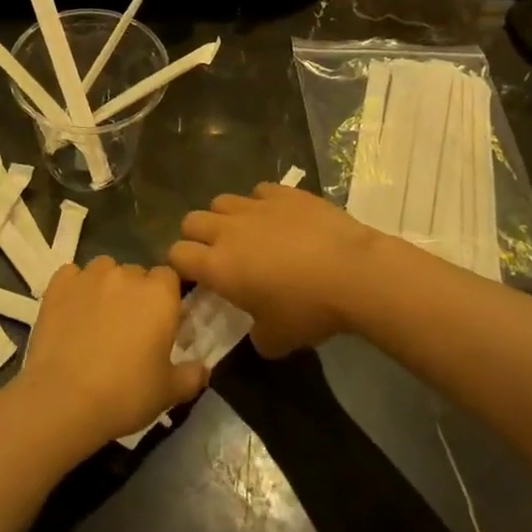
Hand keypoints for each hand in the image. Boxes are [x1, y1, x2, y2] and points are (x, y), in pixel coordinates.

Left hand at [14, 257, 206, 449]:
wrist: (64, 400)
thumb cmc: (125, 394)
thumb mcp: (169, 392)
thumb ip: (191, 375)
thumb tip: (203, 369)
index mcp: (159, 294)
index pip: (169, 277)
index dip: (165, 297)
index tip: (160, 322)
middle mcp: (126, 275)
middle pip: (136, 273)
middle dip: (136, 294)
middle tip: (129, 328)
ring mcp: (89, 276)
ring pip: (104, 269)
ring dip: (106, 286)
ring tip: (98, 318)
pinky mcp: (59, 284)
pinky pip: (72, 275)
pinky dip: (74, 287)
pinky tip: (71, 312)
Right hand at [168, 184, 382, 357]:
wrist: (354, 272)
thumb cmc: (309, 309)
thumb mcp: (278, 339)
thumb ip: (257, 336)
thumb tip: (257, 332)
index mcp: (218, 266)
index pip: (177, 255)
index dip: (181, 266)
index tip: (196, 279)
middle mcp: (227, 230)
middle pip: (191, 221)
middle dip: (198, 237)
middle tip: (218, 256)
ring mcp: (255, 206)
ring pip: (221, 201)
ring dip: (225, 217)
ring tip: (247, 233)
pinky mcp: (282, 193)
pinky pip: (258, 191)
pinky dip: (261, 204)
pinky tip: (278, 218)